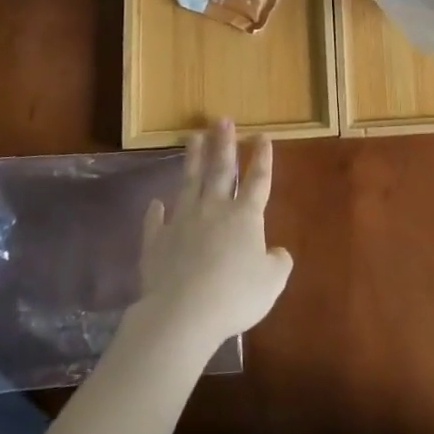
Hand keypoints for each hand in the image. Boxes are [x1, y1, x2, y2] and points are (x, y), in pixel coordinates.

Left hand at [137, 120, 292, 351]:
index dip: (262, 158)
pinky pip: (156, 222)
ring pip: (189, 184)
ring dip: (192, 160)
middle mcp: (214, 210)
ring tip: (193, 137)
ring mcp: (182, 223)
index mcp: (245, 217)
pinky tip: (155, 203)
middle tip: (222, 120)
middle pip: (220, 170)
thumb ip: (278, 263)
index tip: (263, 136)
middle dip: (223, 144)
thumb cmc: (235, 295)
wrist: (183, 313)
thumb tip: (277, 252)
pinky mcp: (157, 242)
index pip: (257, 180)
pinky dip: (156, 212)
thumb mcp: (271, 282)